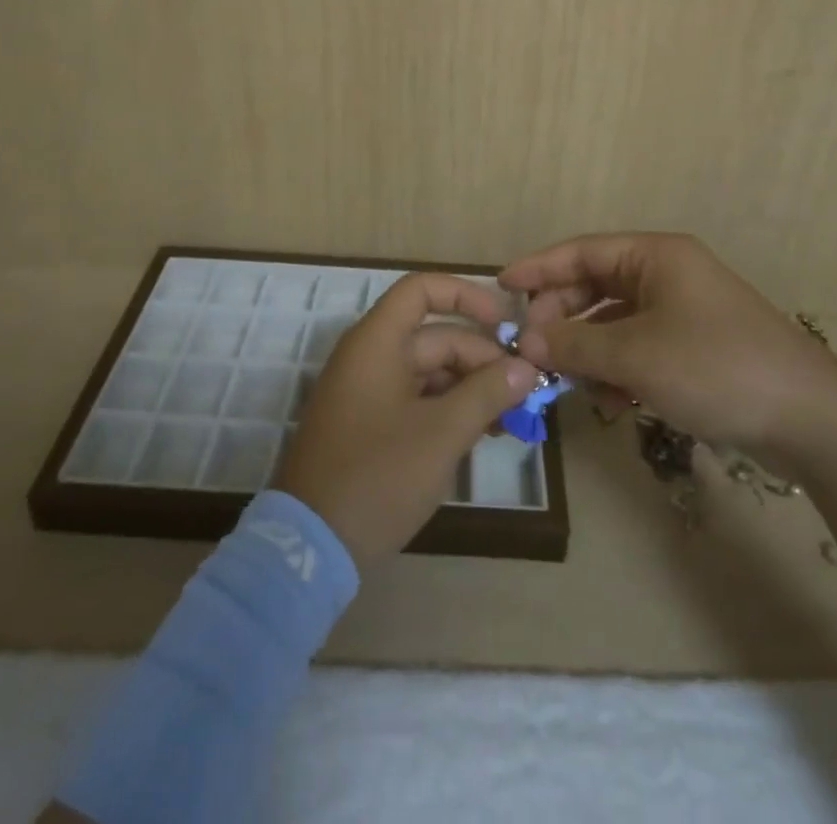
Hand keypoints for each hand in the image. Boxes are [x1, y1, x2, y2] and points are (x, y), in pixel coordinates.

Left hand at [274, 273, 537, 566]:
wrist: (311, 548)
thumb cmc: (378, 475)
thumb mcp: (442, 433)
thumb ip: (487, 393)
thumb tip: (525, 368)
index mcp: (378, 342)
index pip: (422, 289)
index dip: (466, 295)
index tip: (505, 323)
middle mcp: (370, 356)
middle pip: (436, 336)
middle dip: (483, 359)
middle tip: (525, 391)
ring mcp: (368, 392)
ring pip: (431, 371)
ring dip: (471, 387)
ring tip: (511, 418)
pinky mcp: (370, 425)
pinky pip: (417, 399)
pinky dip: (450, 409)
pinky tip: (482, 432)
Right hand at [501, 233, 836, 471]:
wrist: (811, 418)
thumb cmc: (715, 367)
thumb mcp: (635, 355)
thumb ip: (574, 343)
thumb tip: (525, 339)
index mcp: (655, 256)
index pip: (581, 251)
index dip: (538, 268)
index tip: (500, 287)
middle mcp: (667, 274)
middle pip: (595, 285)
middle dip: (562, 317)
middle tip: (531, 349)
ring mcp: (683, 310)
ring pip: (614, 321)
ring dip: (587, 348)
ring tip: (566, 381)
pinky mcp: (694, 346)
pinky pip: (638, 346)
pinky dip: (617, 367)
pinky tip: (610, 400)